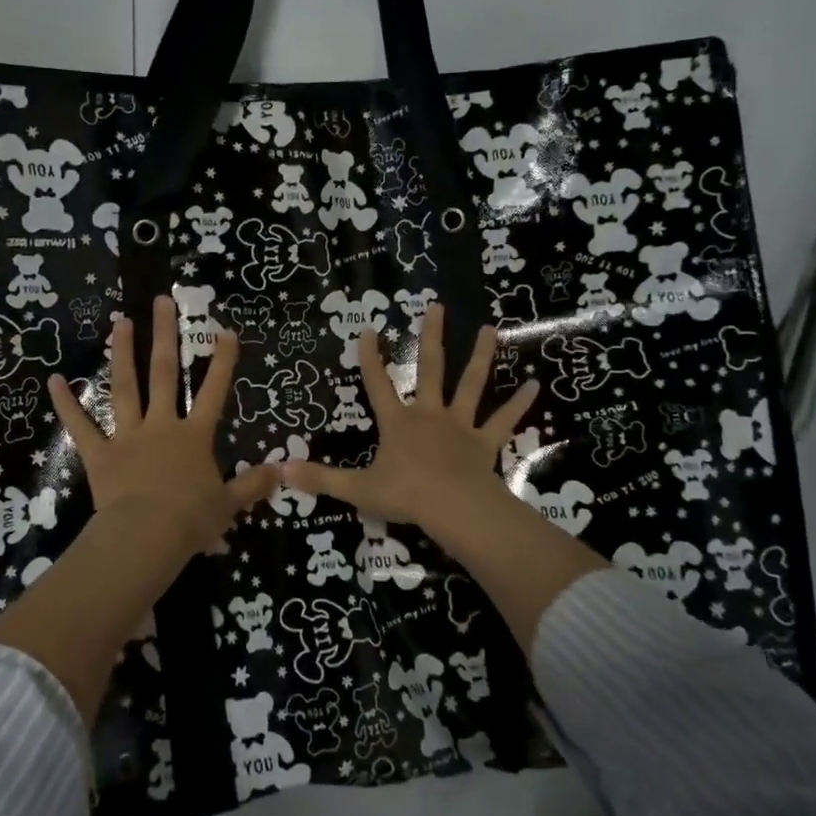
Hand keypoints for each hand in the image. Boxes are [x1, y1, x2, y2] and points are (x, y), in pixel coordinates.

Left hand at [48, 294, 278, 559]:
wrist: (147, 537)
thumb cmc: (191, 520)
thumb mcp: (229, 504)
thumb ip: (253, 485)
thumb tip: (283, 471)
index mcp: (194, 437)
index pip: (213, 392)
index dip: (222, 362)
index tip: (226, 331)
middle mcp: (162, 426)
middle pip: (164, 374)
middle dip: (165, 335)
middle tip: (162, 301)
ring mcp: (128, 437)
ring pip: (124, 388)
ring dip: (123, 353)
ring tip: (121, 321)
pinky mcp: (100, 454)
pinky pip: (81, 426)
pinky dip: (66, 404)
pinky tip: (53, 380)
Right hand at [282, 305, 538, 539]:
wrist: (452, 509)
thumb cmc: (405, 496)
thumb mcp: (357, 489)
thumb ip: (321, 479)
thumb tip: (280, 471)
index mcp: (398, 423)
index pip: (377, 384)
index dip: (370, 358)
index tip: (369, 329)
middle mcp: (429, 415)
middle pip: (430, 369)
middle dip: (431, 337)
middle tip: (437, 306)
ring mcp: (460, 426)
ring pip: (471, 385)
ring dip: (481, 356)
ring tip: (491, 329)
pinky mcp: (485, 442)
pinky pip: (503, 420)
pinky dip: (519, 404)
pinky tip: (535, 384)